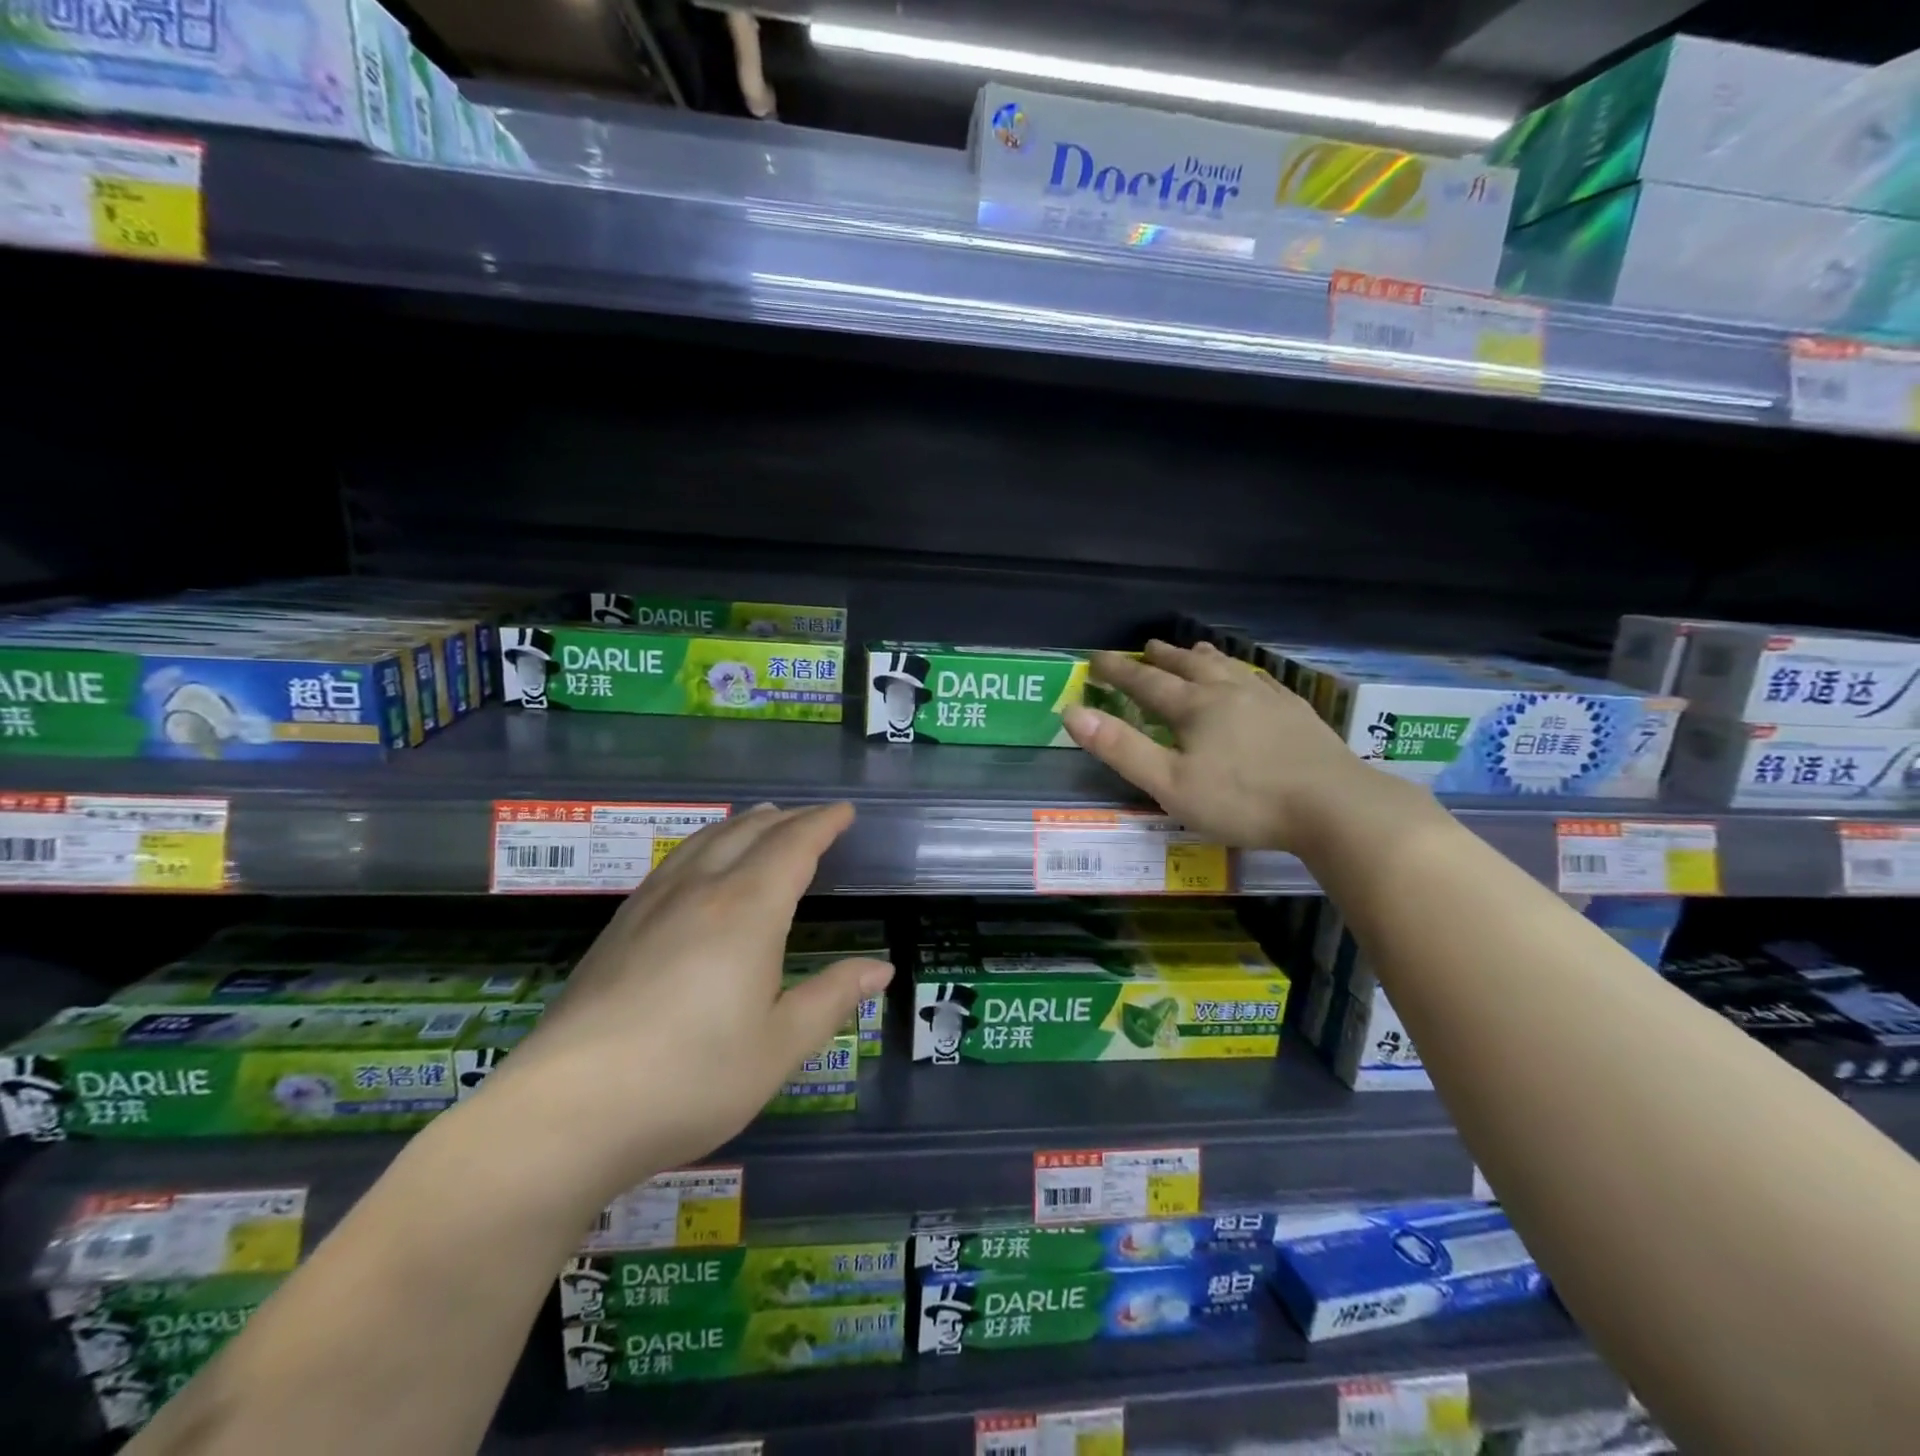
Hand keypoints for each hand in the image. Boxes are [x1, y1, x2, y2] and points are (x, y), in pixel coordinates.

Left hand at [484, 803, 891, 1201]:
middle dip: (785, 819)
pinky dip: (702, 846)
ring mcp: (651, 906)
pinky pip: (672, 864)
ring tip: (759, 820)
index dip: (822, 824)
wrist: (565, 1112)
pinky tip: (697, 867)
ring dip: (741, 825)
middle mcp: (700, 892)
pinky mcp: (617, 929)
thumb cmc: (690, 1080)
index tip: (844, 813)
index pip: (793, 846)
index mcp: (747, 911)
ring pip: (704, 842)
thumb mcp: (778, 1047)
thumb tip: (879, 968)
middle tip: (811, 818)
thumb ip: (831, 999)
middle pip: (747, 833)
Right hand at [1065, 640, 1391, 851]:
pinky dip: (1245, 673)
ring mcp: (1268, 699)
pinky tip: (1251, 678)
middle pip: (1189, 667)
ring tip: (1193, 648)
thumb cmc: (1243, 800)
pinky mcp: (1298, 714)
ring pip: (1228, 668)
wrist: (1334, 806)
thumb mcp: (1170, 783)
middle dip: (1163, 658)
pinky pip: (1263, 681)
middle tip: (1146, 647)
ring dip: (1204, 657)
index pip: (1146, 683)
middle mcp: (1229, 692)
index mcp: (1195, 708)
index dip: (1118, 671)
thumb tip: (1072, 713)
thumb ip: (1121, 748)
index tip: (1096, 659)